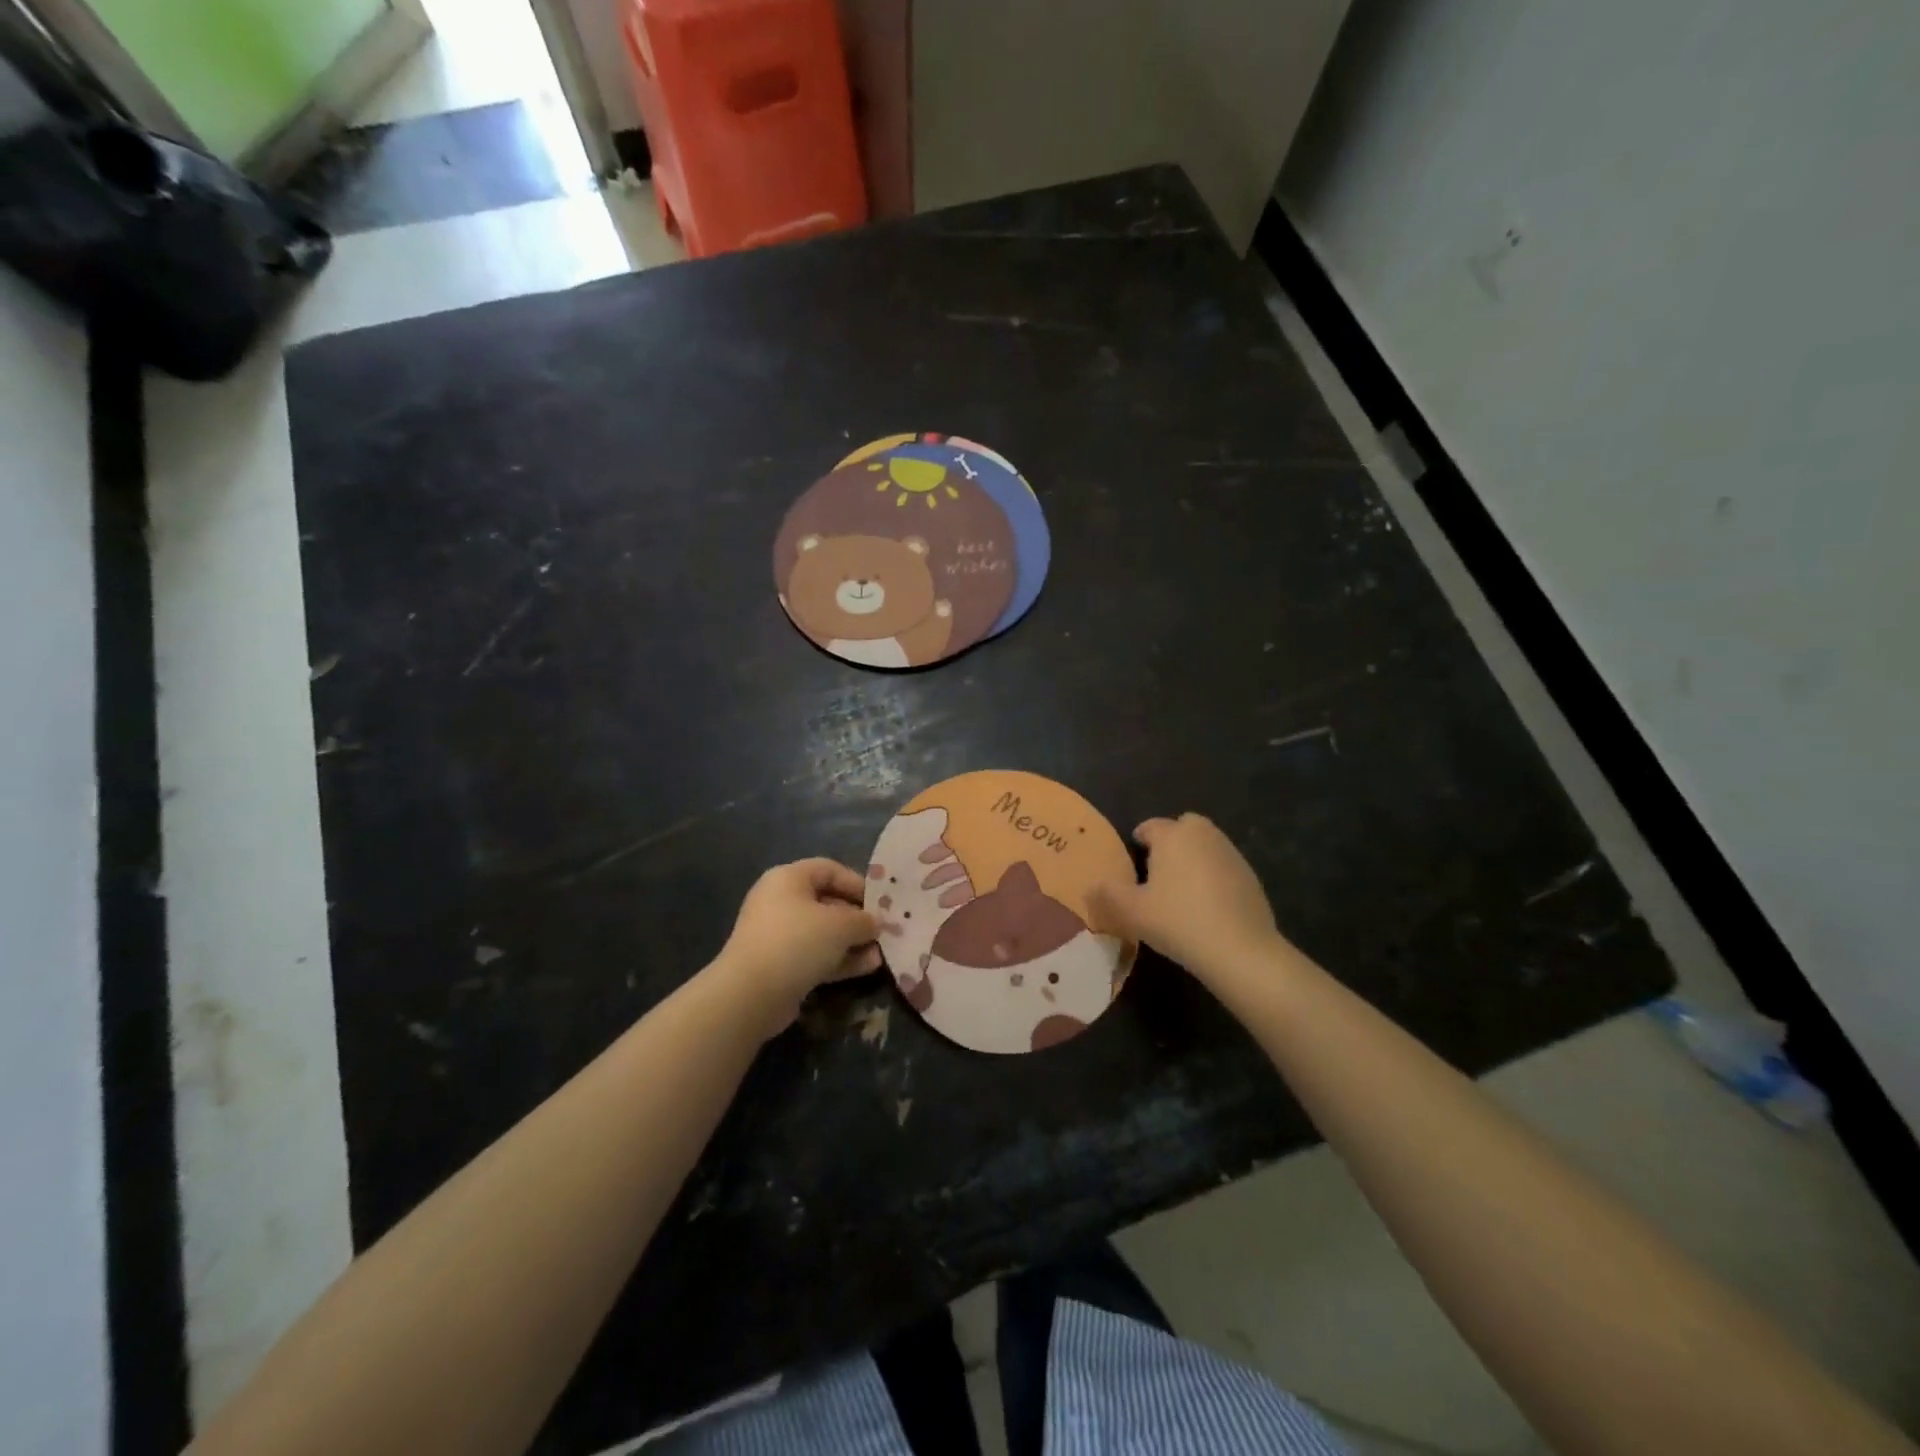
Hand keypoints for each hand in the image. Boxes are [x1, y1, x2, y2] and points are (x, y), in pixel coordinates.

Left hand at [713, 859, 880, 1032]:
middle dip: (857, 917)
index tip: (880, 902)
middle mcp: (780, 902)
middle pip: (827, 902)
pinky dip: (840, 960)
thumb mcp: (841, 925)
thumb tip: (874, 924)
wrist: (751, 994)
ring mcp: (778, 936)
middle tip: (883, 930)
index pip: (829, 869)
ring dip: (852, 942)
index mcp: (788, 879)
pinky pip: (815, 956)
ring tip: (881, 952)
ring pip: (823, 933)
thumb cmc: (797, 942)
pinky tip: (868, 968)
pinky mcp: (780, 966)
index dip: (857, 882)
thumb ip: (863, 920)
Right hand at [1087, 814, 1282, 979]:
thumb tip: (1090, 886)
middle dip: (1170, 842)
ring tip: (1181, 891)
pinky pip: (1223, 867)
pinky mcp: (1250, 876)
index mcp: (1173, 835)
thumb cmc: (1178, 921)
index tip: (1132, 866)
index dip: (1138, 842)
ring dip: (1193, 858)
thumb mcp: (1131, 912)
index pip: (1150, 826)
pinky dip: (1213, 877)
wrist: (1240, 950)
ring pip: (1205, 845)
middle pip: (1183, 827)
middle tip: (1158, 873)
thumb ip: (1106, 895)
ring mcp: (1231, 854)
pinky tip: (1207, 907)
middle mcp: (1203, 835)